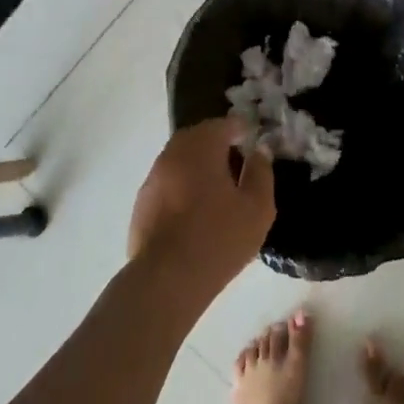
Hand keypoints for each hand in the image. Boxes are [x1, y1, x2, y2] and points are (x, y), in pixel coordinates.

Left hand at [128, 118, 274, 305]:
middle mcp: (173, 152)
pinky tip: (193, 213)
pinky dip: (182, 187)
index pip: (225, 124)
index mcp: (202, 145)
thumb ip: (261, 172)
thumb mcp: (257, 207)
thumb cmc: (218, 238)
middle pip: (199, 138)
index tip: (253, 144)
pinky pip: (168, 183)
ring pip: (181, 160)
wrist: (166, 280)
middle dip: (218, 146)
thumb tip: (259, 150)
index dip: (242, 130)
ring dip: (198, 167)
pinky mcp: (142, 202)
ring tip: (216, 192)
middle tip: (236, 167)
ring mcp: (153, 176)